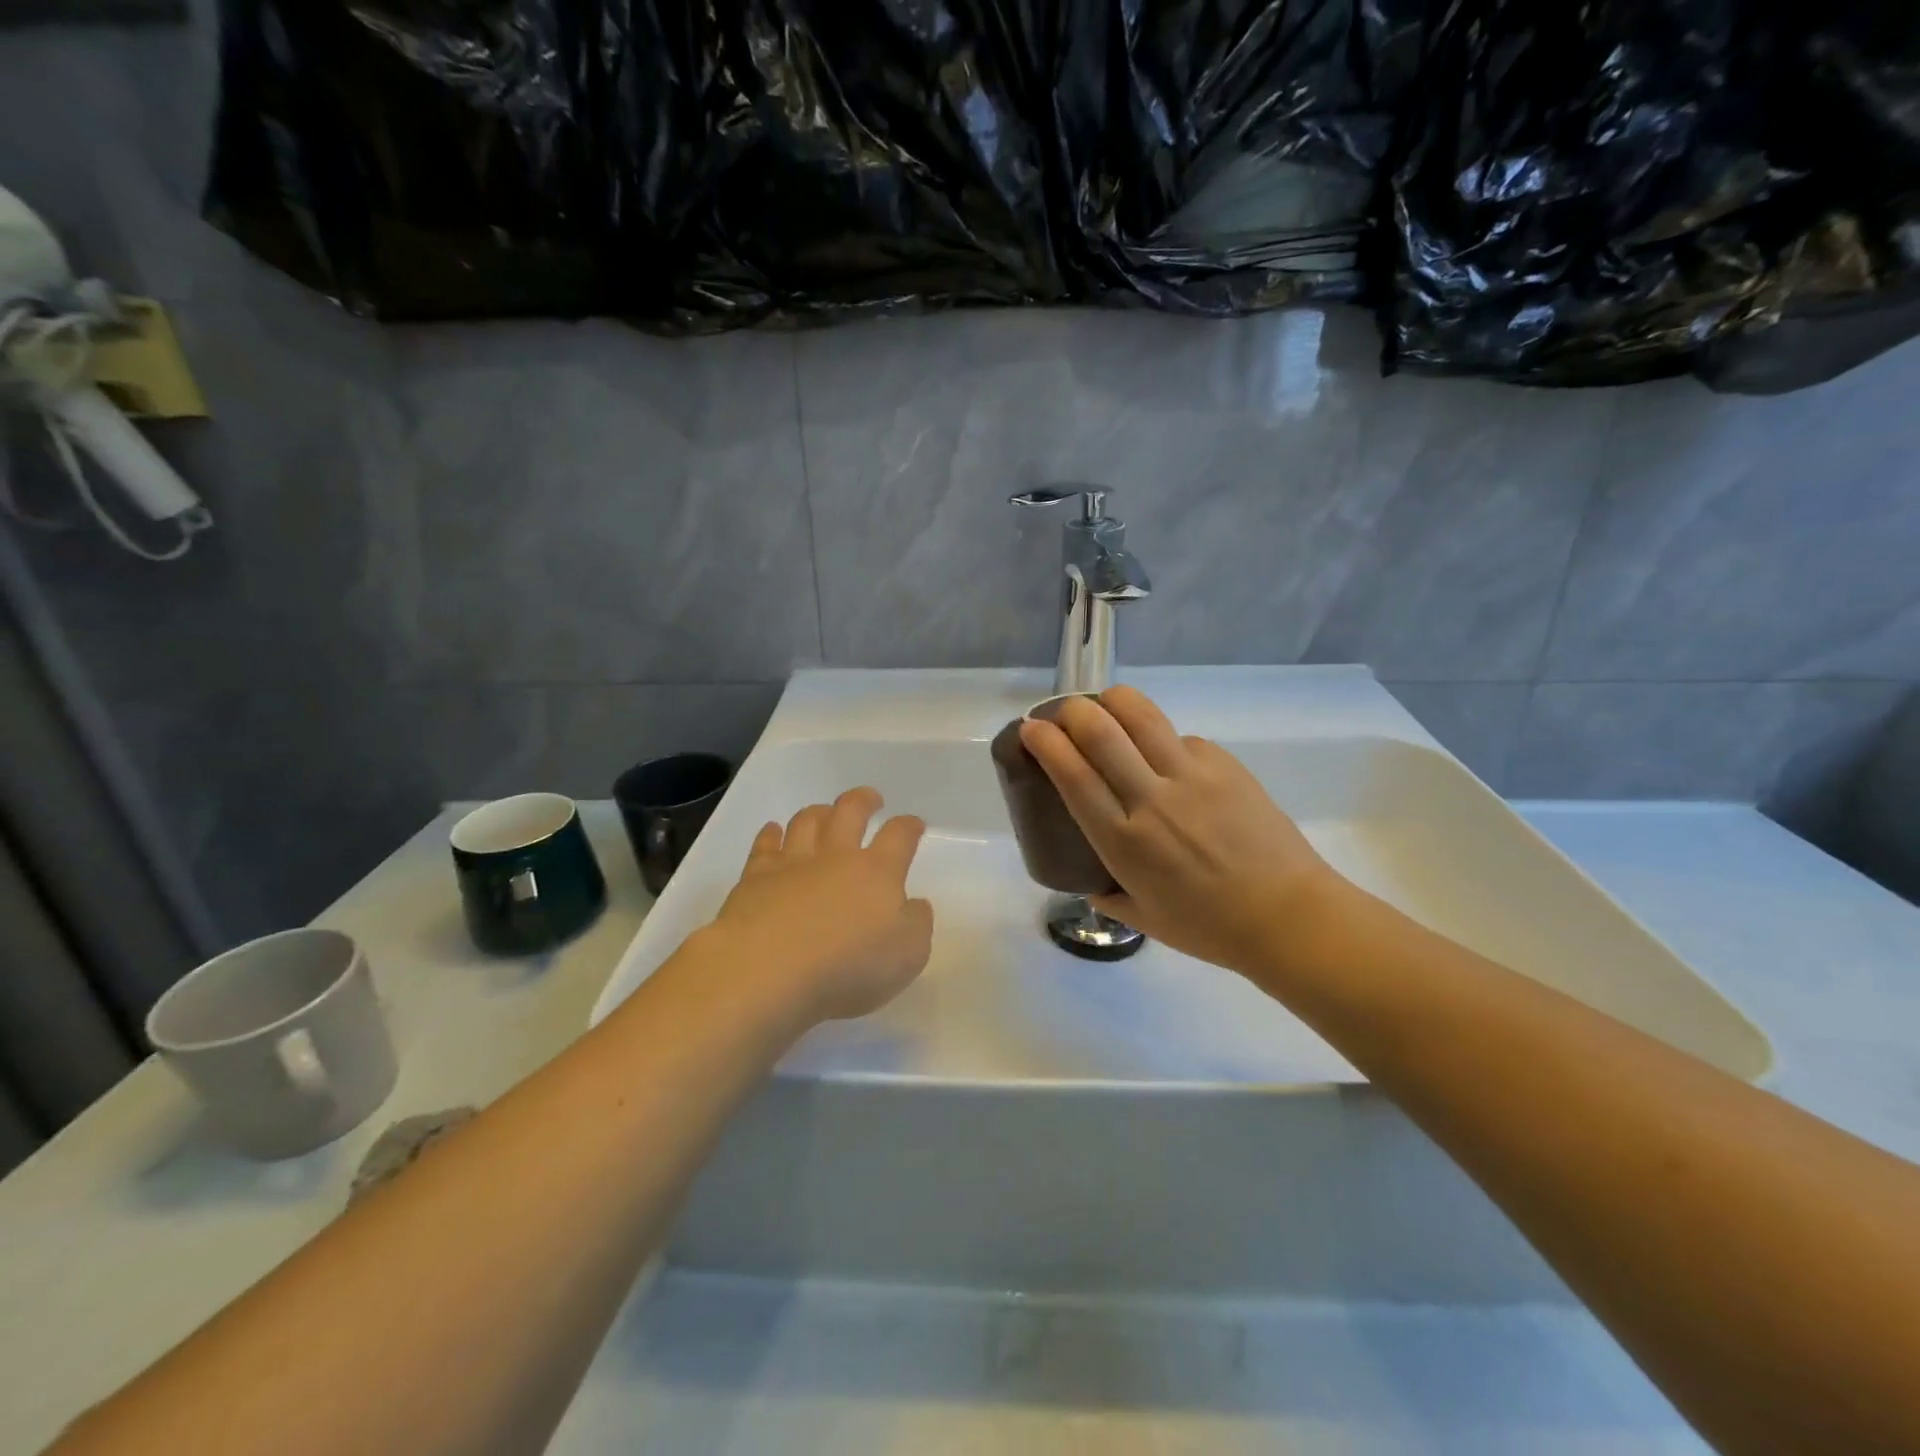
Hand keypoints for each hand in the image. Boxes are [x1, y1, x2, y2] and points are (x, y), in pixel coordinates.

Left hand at [702, 787, 933, 1024]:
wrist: (767, 969)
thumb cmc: (847, 966)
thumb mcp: (907, 955)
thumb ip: (917, 924)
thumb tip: (914, 904)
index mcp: (877, 872)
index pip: (899, 836)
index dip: (909, 826)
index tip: (914, 825)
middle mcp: (836, 857)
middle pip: (851, 811)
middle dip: (864, 800)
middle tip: (871, 799)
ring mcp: (793, 863)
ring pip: (807, 821)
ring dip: (819, 812)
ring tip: (825, 812)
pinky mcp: (756, 877)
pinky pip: (765, 845)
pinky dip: (770, 834)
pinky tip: (773, 831)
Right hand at [1019, 685, 1342, 978]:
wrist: (1288, 916)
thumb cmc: (1210, 928)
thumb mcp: (1144, 919)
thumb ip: (1108, 895)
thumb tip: (1091, 881)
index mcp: (1123, 841)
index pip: (1072, 773)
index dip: (1045, 742)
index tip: (1032, 729)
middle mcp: (1151, 799)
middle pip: (1100, 730)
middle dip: (1071, 710)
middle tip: (1064, 715)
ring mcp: (1191, 776)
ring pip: (1140, 714)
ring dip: (1112, 701)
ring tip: (1104, 706)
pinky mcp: (1224, 764)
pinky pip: (1180, 736)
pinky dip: (1160, 737)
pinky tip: (1163, 755)